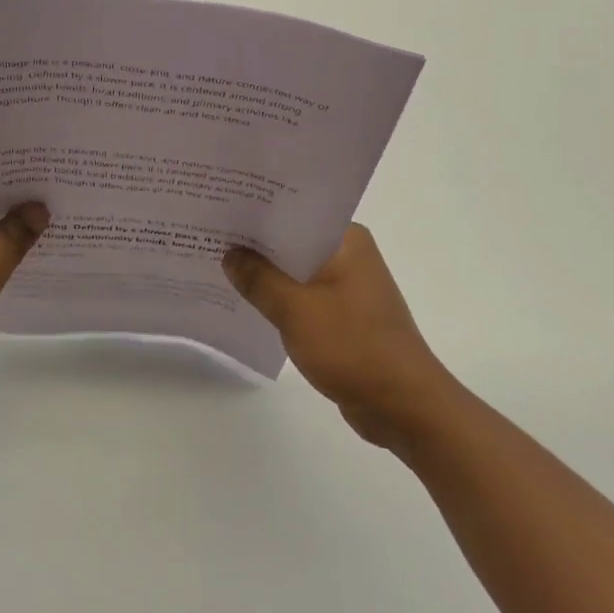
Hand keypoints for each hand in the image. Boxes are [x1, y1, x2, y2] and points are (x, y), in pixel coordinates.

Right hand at [223, 225, 457, 447]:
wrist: (404, 407)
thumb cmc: (353, 346)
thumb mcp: (295, 309)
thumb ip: (258, 278)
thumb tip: (230, 254)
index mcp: (346, 239)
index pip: (293, 211)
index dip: (255, 209)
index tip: (220, 205)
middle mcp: (349, 254)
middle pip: (291, 239)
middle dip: (254, 242)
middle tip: (209, 232)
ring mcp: (348, 285)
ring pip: (295, 269)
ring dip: (265, 272)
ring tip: (218, 263)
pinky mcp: (343, 314)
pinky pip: (302, 294)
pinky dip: (278, 297)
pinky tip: (246, 299)